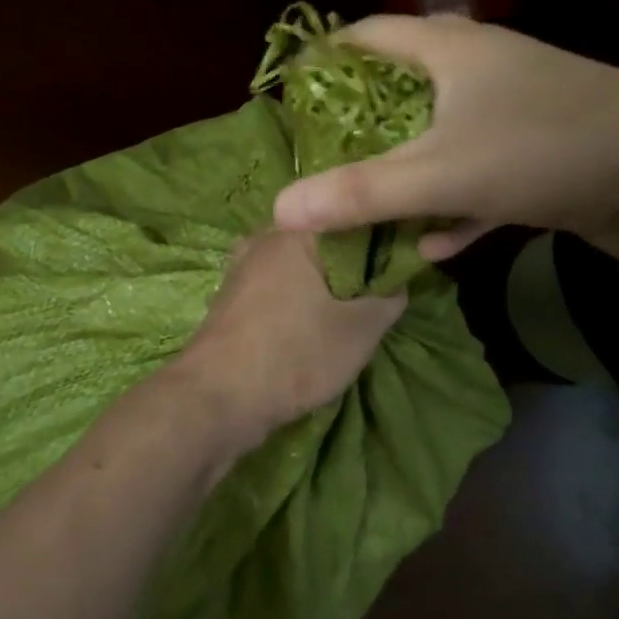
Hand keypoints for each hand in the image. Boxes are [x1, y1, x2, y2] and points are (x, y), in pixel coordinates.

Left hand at [175, 230, 405, 443]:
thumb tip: (395, 281)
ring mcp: (241, 270)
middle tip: (376, 300)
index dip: (381, 244)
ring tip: (346, 320)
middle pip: (322, 246)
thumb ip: (387, 297)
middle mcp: (262, 241)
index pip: (351, 221)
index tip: (400, 270)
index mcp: (294, 232)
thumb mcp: (360, 329)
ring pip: (298, 271)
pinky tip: (310, 331)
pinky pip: (276, 292)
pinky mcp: (231, 301)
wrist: (217, 398)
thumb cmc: (294, 353)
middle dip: (350, 271)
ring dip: (322, 291)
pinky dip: (296, 306)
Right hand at [271, 14, 618, 261]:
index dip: (325, 59)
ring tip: (363, 205)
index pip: (370, 34)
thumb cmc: (548, 152)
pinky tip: (435, 247)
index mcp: (452, 50)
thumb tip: (278, 209)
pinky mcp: (540, 155)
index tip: (291, 94)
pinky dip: (452, 205)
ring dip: (404, 173)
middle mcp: (482, 70)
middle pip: (402, 88)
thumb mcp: (441, 174)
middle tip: (321, 158)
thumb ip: (359, 194)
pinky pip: (477, 175)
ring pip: (439, 137)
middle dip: (360, 126)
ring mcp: (514, 112)